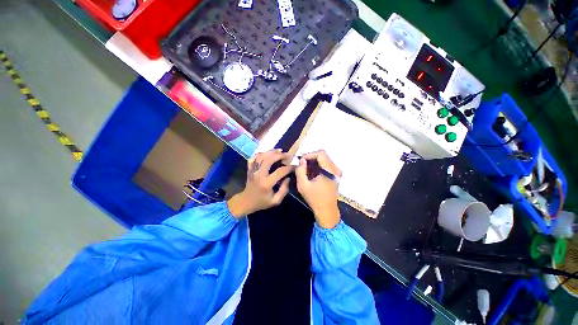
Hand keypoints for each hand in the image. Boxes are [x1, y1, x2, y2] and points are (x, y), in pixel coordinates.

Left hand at [227, 149, 293, 217]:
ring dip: (271, 152)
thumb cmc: (262, 202)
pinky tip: (267, 153)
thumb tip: (288, 177)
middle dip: (279, 155)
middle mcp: (259, 174)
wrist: (246, 202)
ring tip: (279, 150)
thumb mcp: (276, 200)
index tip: (294, 166)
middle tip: (287, 155)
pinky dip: (260, 153)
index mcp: (266, 183)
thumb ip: (284, 189)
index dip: (289, 168)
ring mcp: (253, 170)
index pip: (280, 171)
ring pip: (261, 156)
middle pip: (269, 159)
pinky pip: (254, 158)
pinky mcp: (249, 168)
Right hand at [296, 150, 341, 228]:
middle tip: (301, 164)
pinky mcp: (336, 176)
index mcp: (329, 171)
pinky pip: (327, 165)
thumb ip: (300, 170)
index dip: (310, 154)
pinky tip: (312, 173)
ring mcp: (337, 172)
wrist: (327, 211)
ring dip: (314, 162)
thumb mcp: (303, 185)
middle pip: (323, 156)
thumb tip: (302, 160)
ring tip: (305, 169)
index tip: (301, 160)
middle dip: (311, 158)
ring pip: (325, 160)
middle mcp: (335, 169)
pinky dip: (319, 166)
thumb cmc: (314, 199)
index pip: (321, 153)